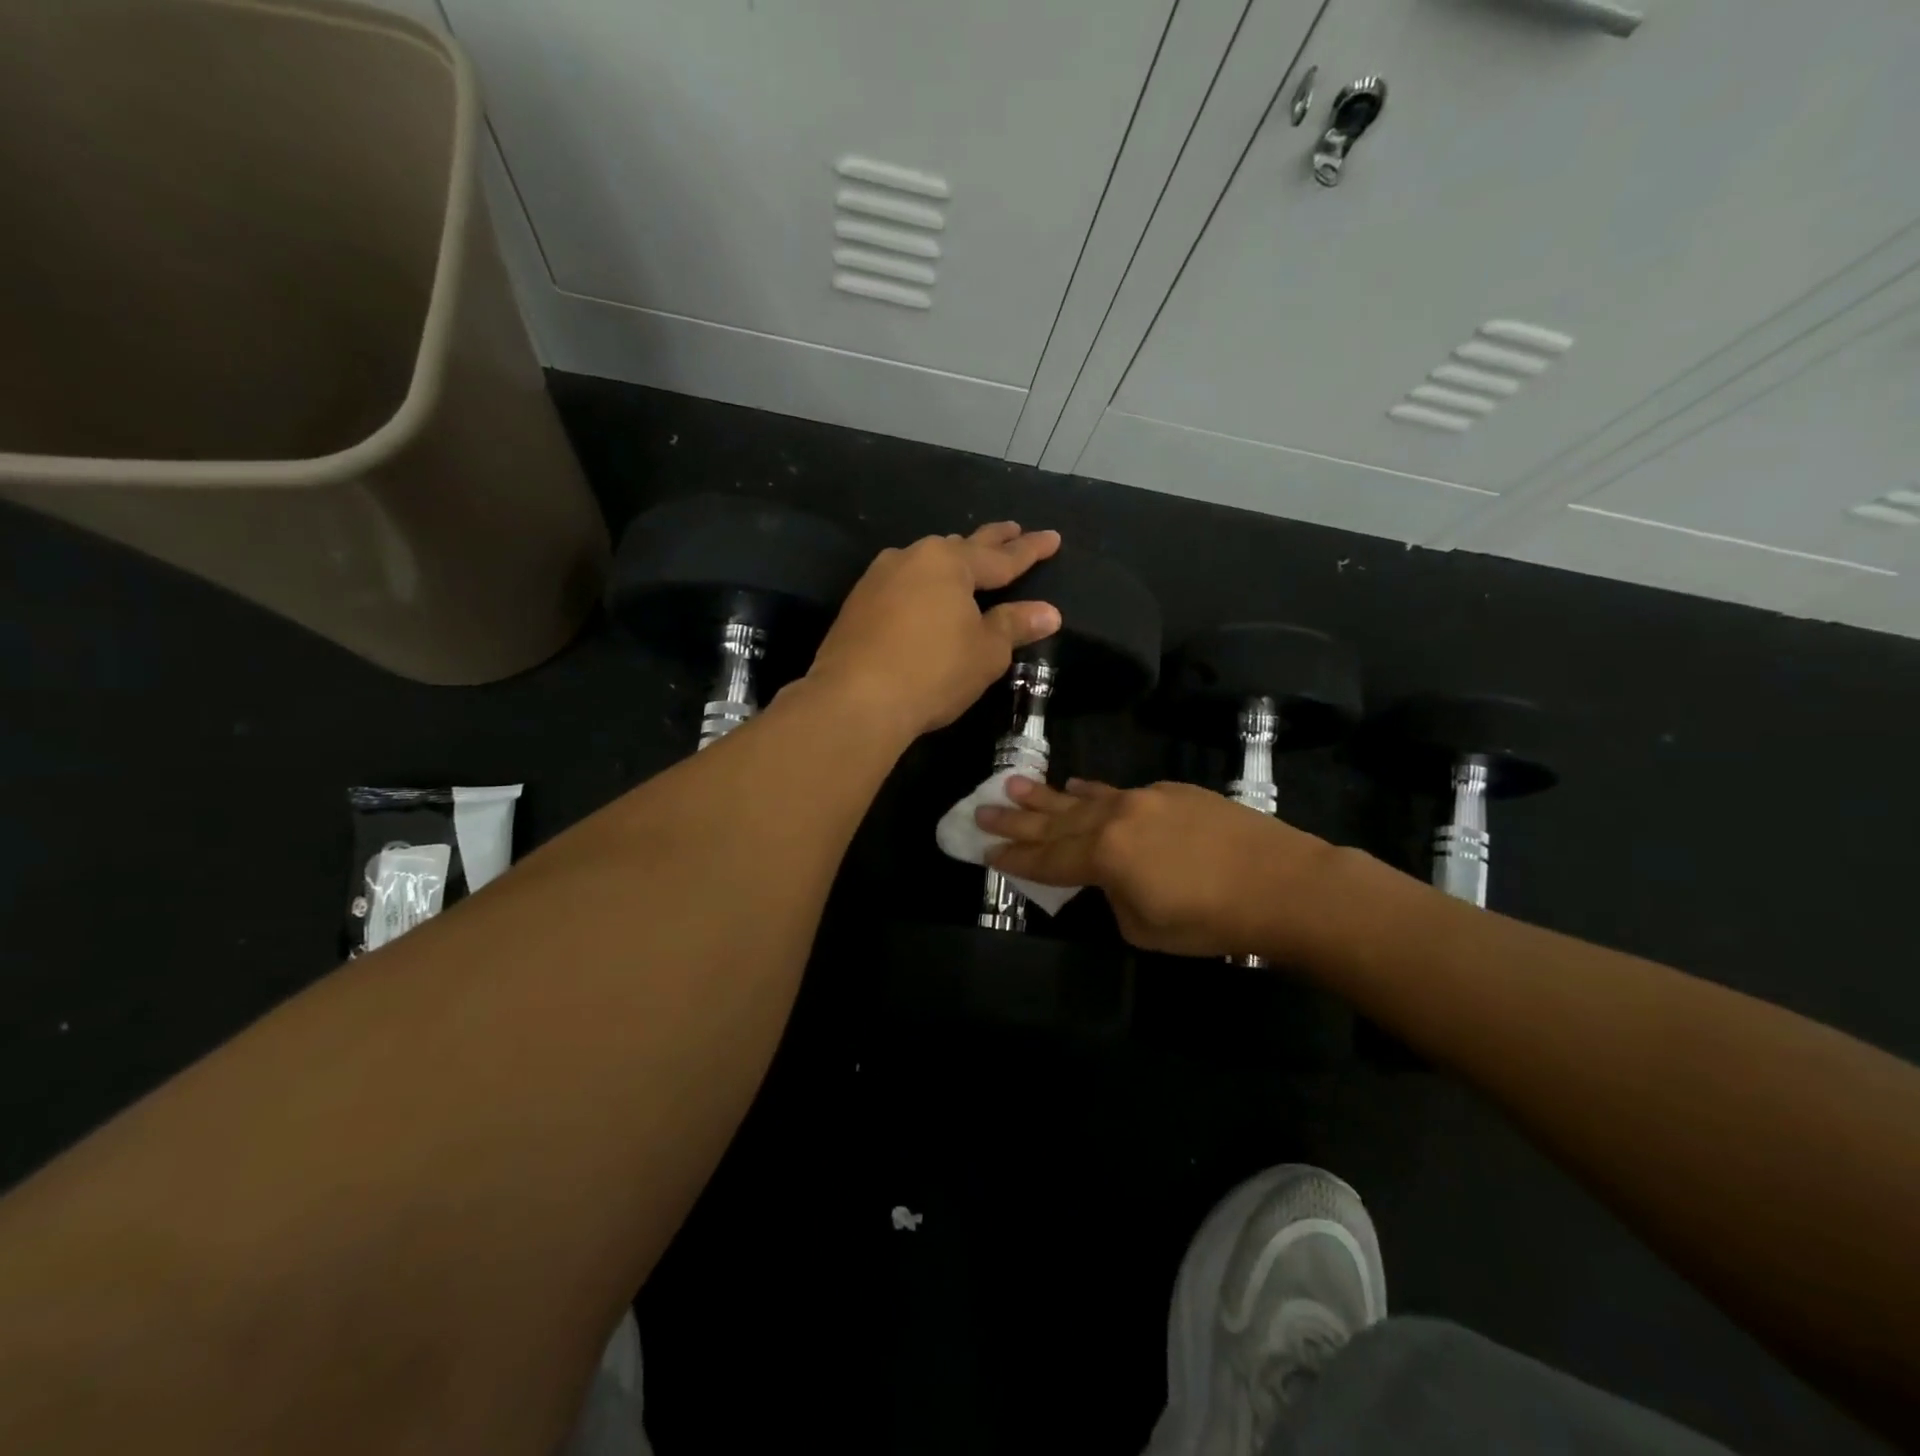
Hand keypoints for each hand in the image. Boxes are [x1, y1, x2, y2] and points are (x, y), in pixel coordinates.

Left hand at [806, 523, 1061, 739]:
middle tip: (1012, 529)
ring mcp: (879, 579)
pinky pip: (902, 584)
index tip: (1052, 537)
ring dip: (950, 560)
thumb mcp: (985, 652)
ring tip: (968, 558)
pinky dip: (922, 585)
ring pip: (926, 562)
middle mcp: (912, 558)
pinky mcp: (857, 604)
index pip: (1002, 557)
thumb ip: (1014, 626)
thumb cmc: (933, 671)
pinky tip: (923, 593)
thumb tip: (1048, 612)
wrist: (855, 699)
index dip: (1030, 550)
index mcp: (950, 563)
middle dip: (991, 540)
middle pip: (961, 547)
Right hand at [978, 777, 1343, 959]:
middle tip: (982, 810)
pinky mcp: (1171, 791)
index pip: (1046, 860)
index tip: (984, 851)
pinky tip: (1077, 787)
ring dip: (1046, 795)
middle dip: (1016, 820)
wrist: (1283, 883)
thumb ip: (1114, 898)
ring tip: (1013, 784)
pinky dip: (1092, 792)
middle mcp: (1115, 819)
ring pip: (1083, 798)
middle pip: (1054, 822)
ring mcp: (1144, 799)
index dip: (1013, 859)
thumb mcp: (1146, 928)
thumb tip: (1111, 880)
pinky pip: (1118, 791)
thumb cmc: (1211, 919)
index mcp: (1104, 857)